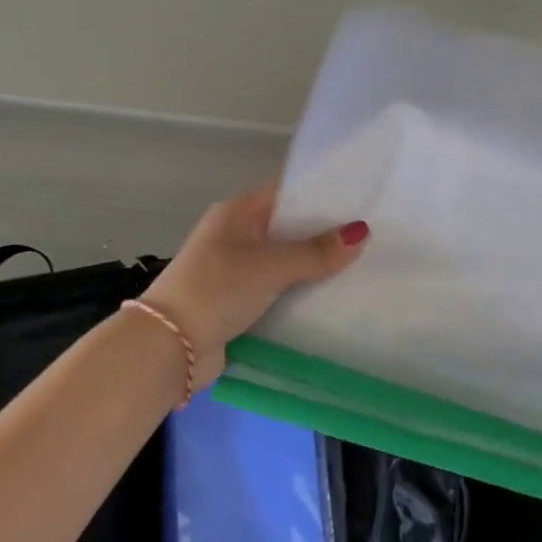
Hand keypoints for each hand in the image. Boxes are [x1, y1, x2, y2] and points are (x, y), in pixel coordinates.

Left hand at [139, 182, 368, 391]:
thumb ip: (316, 251)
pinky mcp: (242, 299)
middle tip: (374, 231)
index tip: (363, 198)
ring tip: (365, 262)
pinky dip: (304, 289)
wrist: (167, 350)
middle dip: (327, 232)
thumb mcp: (270, 267)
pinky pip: (282, 287)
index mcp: (237, 212)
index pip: (288, 192)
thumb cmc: (215, 291)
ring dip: (317, 264)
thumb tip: (361, 233)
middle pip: (291, 226)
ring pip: (288, 259)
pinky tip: (336, 294)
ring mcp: (238, 268)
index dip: (323, 193)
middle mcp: (238, 235)